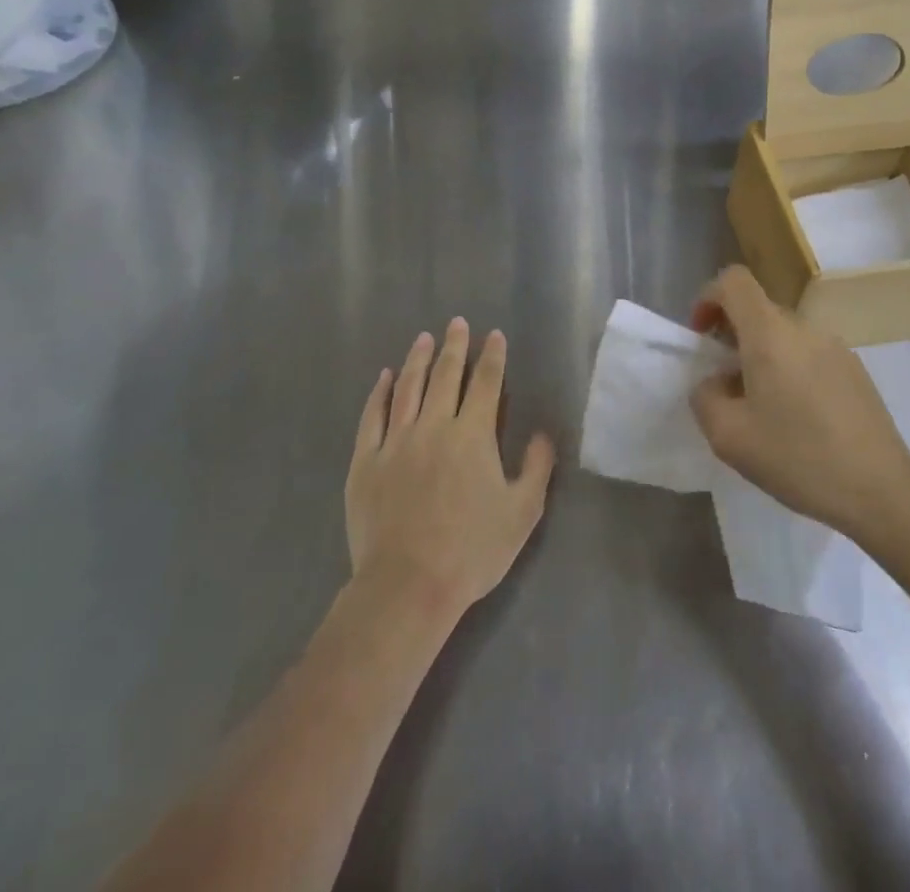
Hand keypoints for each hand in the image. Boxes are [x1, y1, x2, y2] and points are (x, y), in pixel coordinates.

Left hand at [345, 319, 554, 621]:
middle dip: (455, 346)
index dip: (493, 357)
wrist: (408, 585)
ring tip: (424, 338)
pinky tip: (383, 378)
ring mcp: (396, 441)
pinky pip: (372, 417)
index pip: (486, 383)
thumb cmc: (472, 550)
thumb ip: (537, 467)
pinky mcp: (366, 461)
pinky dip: (379, 393)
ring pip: (408, 388)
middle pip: (446, 375)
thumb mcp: (522, 512)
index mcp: (473, 435)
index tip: (494, 335)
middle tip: (458, 323)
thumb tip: (543, 433)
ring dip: (418, 360)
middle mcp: (434, 426)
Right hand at [689, 266, 909, 542]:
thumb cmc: (797, 458)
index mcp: (770, 334)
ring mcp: (835, 347)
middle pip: (758, 310)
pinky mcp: (855, 370)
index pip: (733, 280)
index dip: (709, 299)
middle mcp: (804, 328)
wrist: (880, 491)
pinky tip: (798, 419)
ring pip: (784, 335)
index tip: (702, 339)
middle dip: (732, 337)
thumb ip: (705, 397)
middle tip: (726, 385)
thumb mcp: (728, 437)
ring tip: (763, 408)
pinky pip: (809, 354)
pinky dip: (790, 370)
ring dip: (762, 357)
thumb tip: (714, 382)